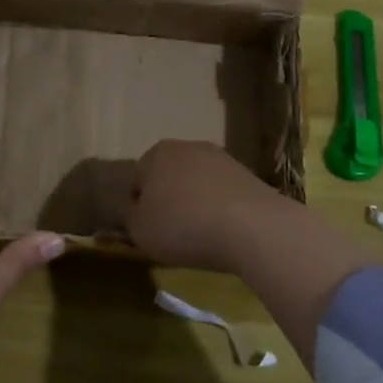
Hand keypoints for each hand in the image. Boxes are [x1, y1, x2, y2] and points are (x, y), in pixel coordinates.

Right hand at [125, 140, 289, 270]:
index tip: (149, 231)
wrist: (251, 227)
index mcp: (157, 154)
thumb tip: (138, 212)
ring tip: (202, 236)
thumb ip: (131, 218)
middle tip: (173, 233)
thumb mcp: (140, 230)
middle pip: (170, 177)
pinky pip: (224, 194)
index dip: (139, 208)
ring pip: (198, 184)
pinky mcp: (249, 175)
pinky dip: (221, 210)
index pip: (138, 181)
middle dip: (169, 201)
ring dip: (196, 205)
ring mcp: (222, 159)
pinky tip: (226, 233)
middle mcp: (188, 147)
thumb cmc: (183, 226)